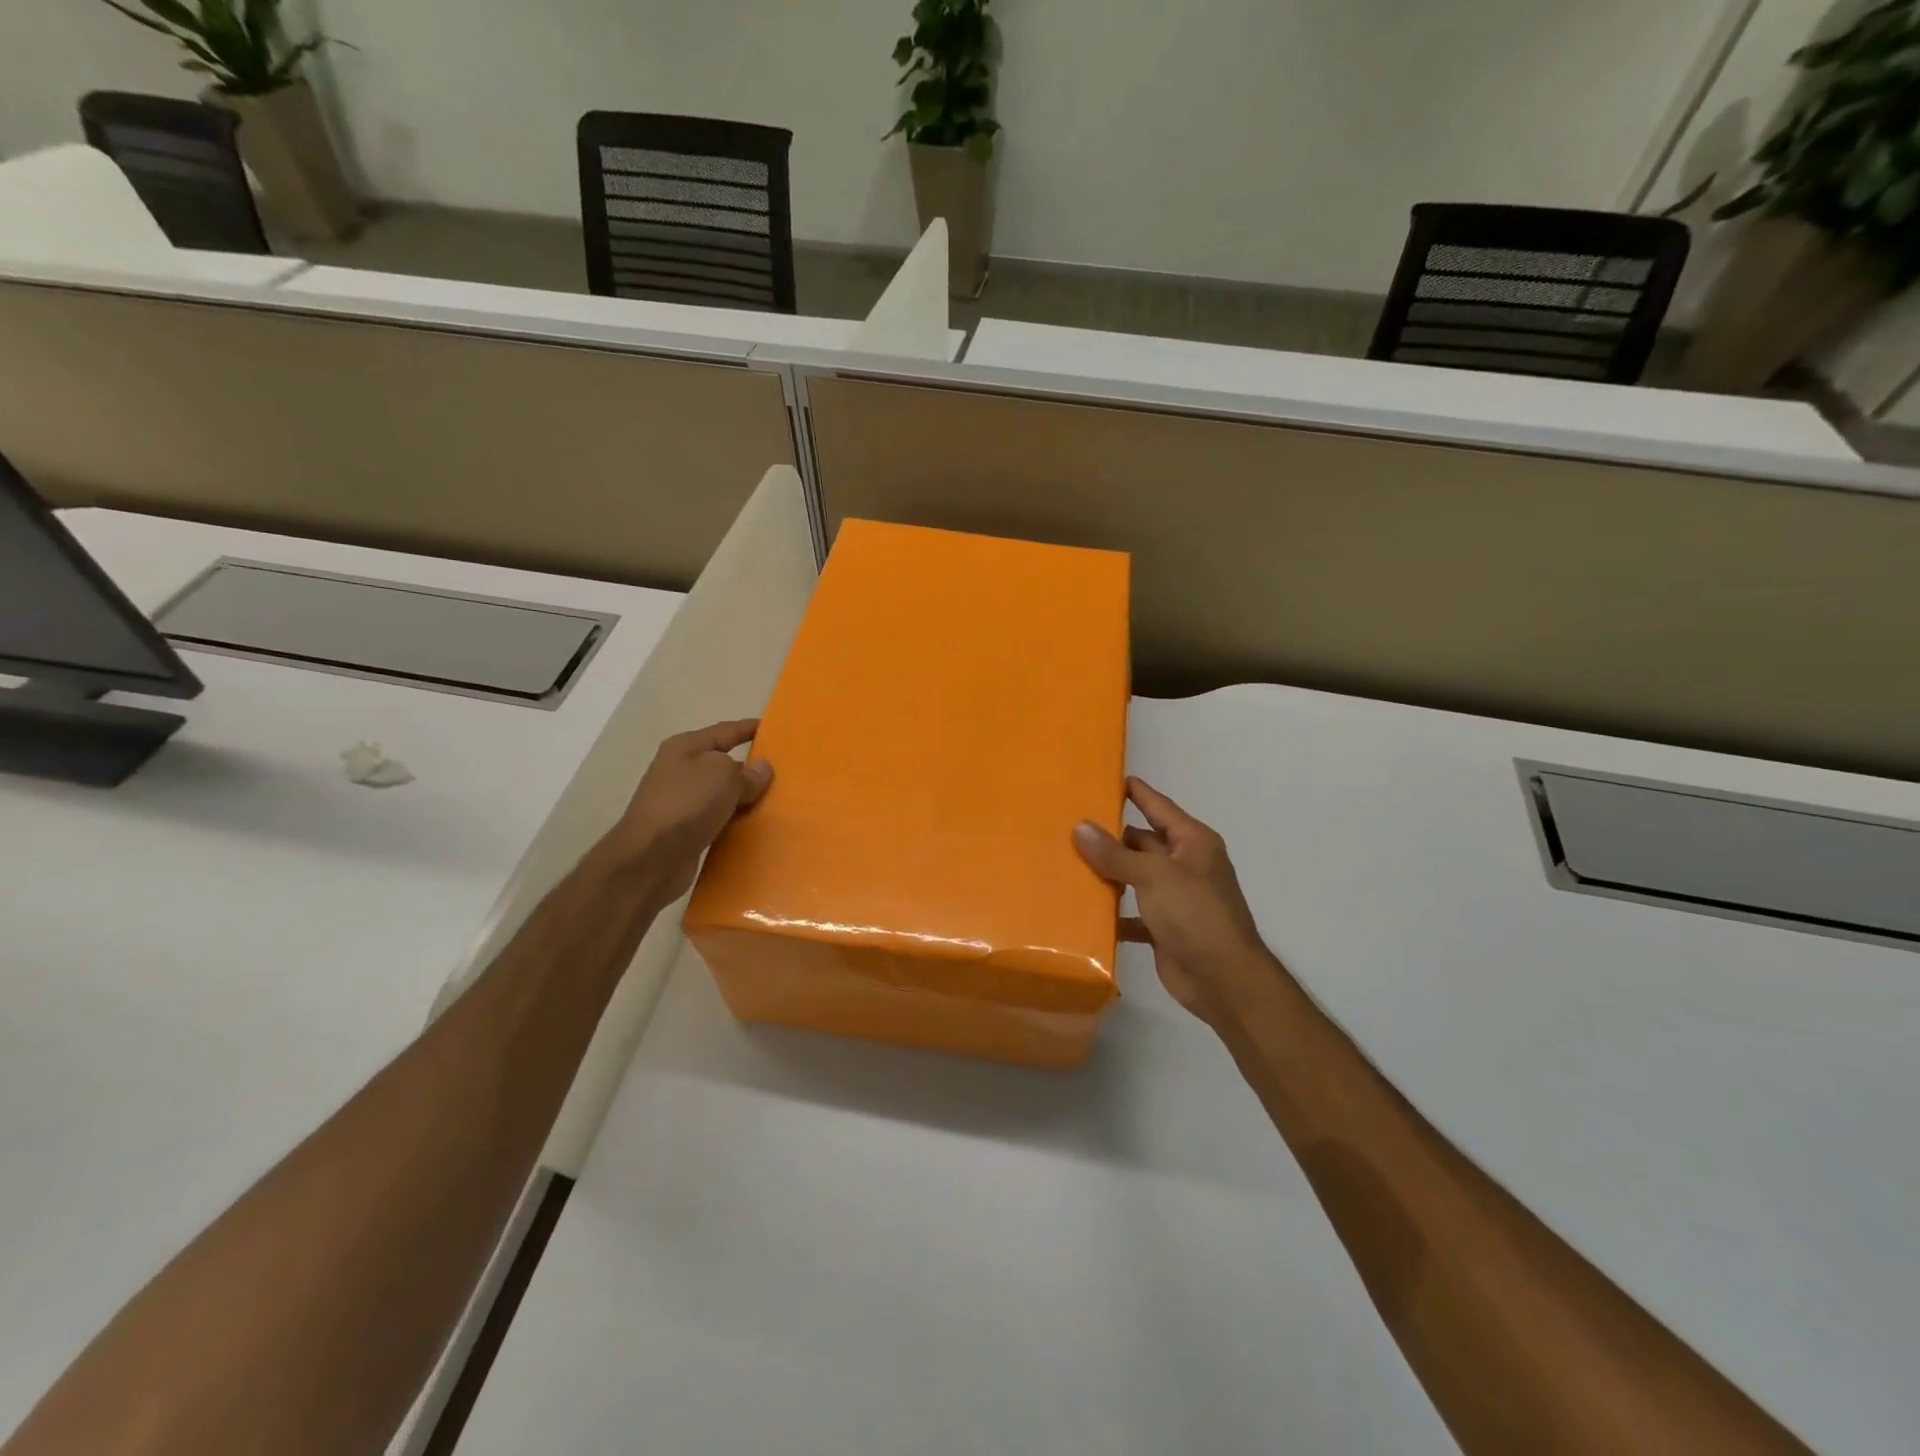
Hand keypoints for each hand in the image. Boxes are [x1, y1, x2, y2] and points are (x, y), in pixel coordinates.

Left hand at [602, 719, 772, 905]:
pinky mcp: (685, 830)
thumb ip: (747, 772)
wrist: (651, 858)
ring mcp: (681, 802)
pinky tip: (756, 828)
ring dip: (745, 799)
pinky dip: (736, 821)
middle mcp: (680, 771)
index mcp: (685, 748)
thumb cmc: (686, 804)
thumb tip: (761, 769)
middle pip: (723, 764)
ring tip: (777, 802)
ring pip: (723, 794)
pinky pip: (719, 819)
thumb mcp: (723, 776)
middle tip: (783, 773)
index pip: (724, 731)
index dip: (748, 728)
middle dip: (750, 768)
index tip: (773, 728)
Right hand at [1074, 777, 1277, 1022]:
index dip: (1136, 792)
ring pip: (1135, 877)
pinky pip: (1133, 912)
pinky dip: (1113, 912)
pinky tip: (1084, 910)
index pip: (1159, 807)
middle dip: (1111, 836)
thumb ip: (1115, 853)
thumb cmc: (1195, 914)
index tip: (1107, 778)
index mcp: (1193, 842)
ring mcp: (1176, 897)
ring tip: (1068, 862)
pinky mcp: (1165, 927)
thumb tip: (1080, 826)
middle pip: (1142, 842)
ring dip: (1108, 874)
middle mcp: (1186, 864)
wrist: (1223, 979)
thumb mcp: (1153, 876)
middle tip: (1070, 825)